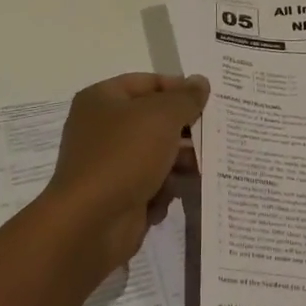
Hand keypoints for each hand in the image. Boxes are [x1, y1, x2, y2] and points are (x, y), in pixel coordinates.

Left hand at [42, 73, 209, 273]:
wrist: (91, 223)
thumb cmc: (124, 156)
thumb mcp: (162, 117)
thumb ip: (186, 98)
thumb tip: (201, 82)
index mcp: (102, 99)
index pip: (148, 82)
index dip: (179, 88)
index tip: (209, 100)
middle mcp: (102, 128)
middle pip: (154, 120)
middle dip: (184, 130)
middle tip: (215, 134)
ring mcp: (109, 164)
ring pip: (156, 155)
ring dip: (180, 162)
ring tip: (203, 168)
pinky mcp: (118, 196)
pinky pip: (151, 185)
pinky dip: (165, 190)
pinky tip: (174, 196)